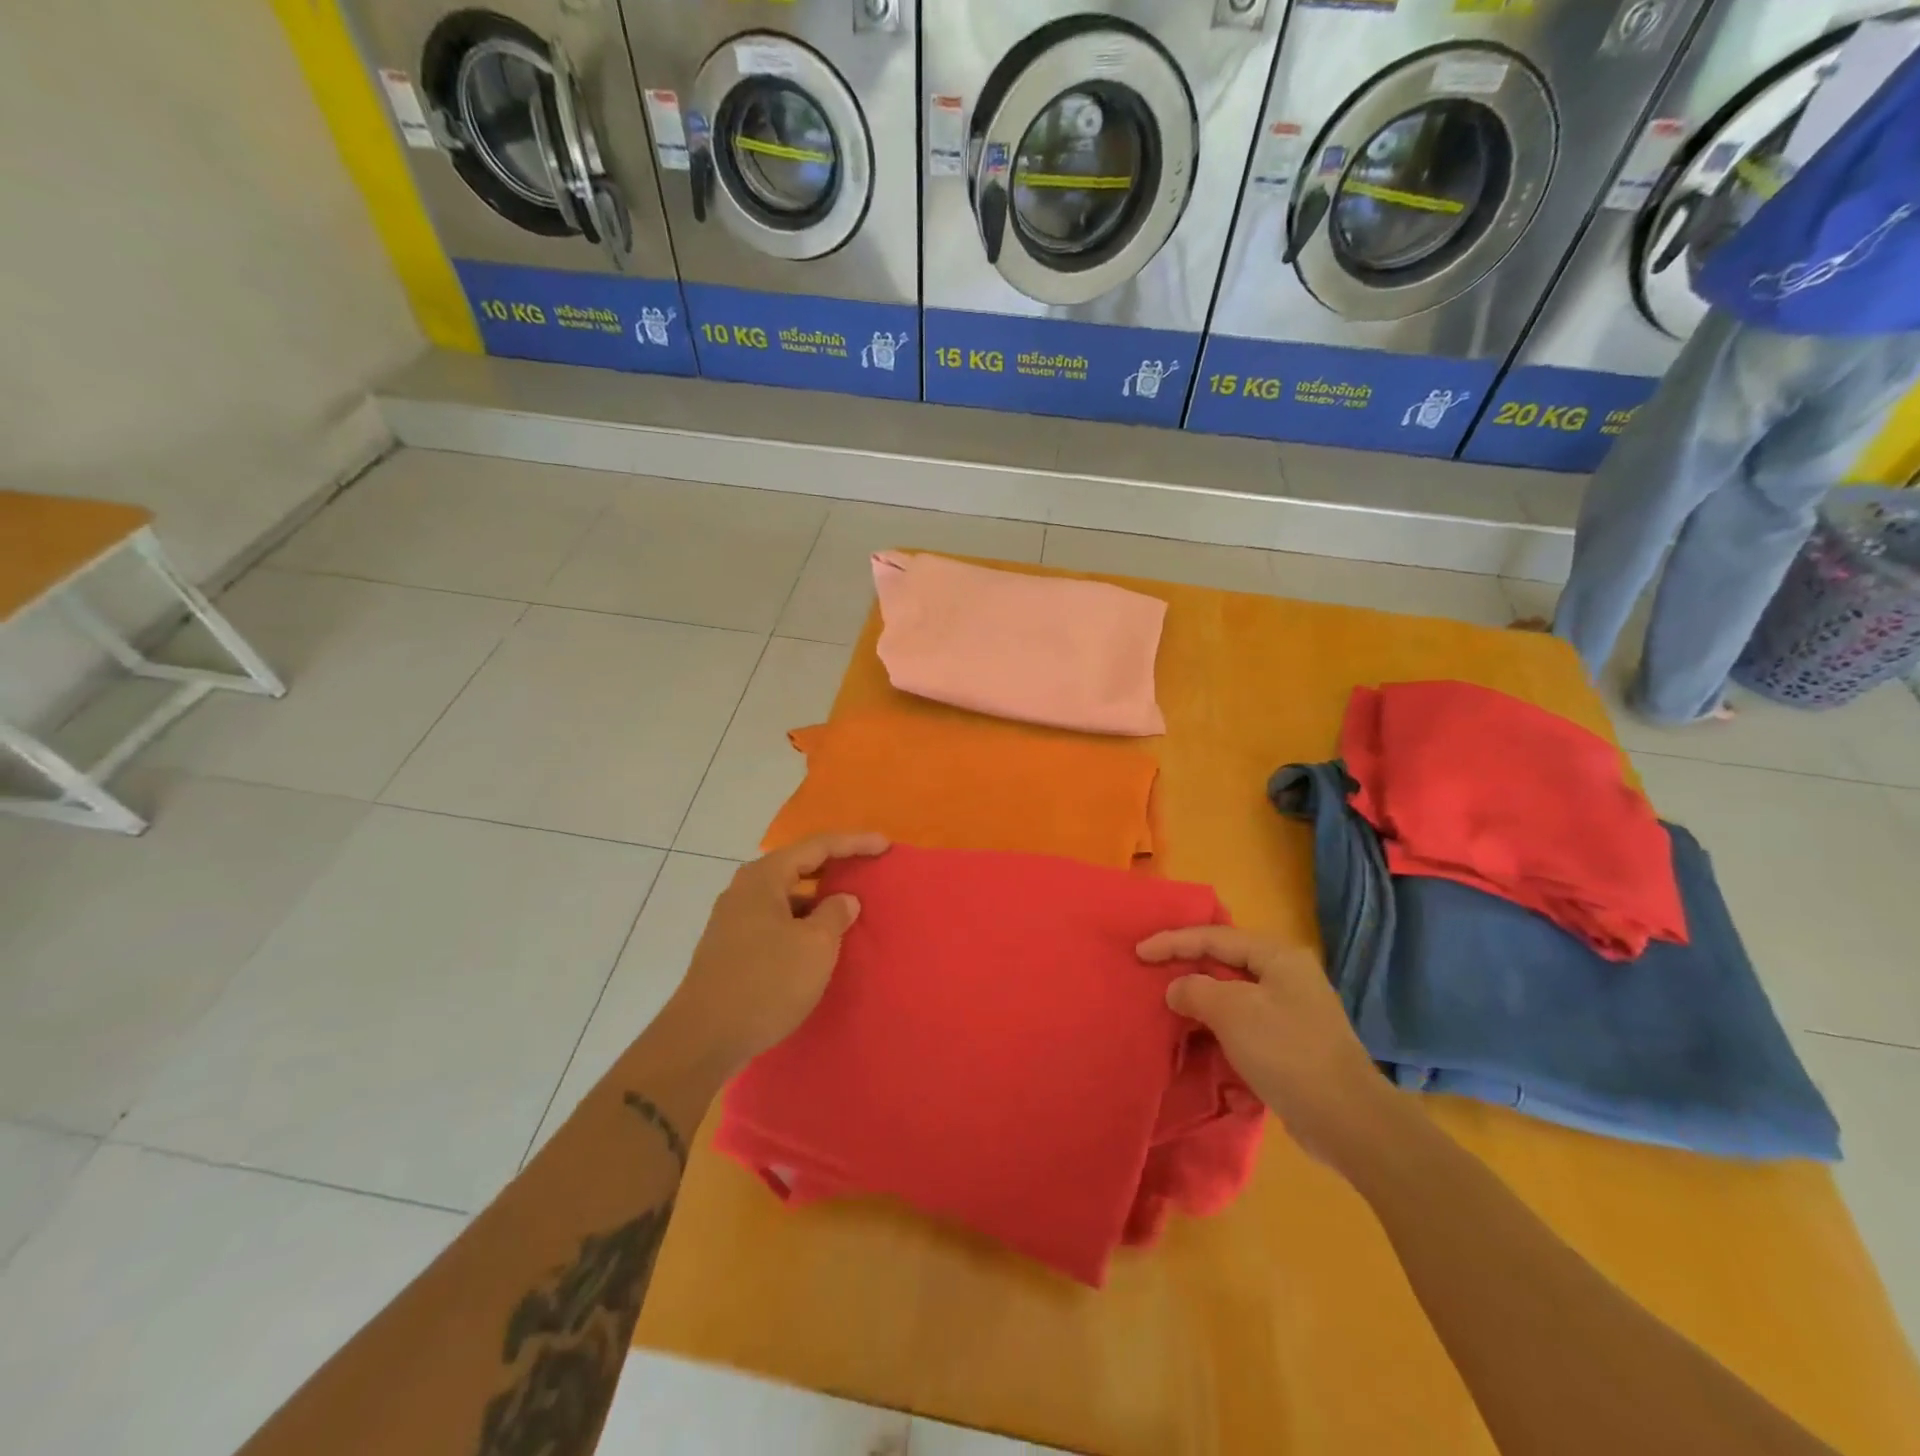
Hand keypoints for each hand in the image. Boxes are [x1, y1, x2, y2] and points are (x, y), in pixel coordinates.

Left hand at [657, 832, 888, 1076]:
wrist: (703, 1039)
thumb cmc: (766, 982)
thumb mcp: (815, 946)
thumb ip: (835, 914)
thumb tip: (843, 899)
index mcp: (764, 877)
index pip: (817, 846)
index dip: (854, 843)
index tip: (885, 845)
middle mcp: (745, 890)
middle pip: (798, 865)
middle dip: (834, 866)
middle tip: (867, 868)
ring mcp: (734, 919)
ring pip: (786, 895)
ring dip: (817, 898)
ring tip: (848, 908)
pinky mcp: (731, 947)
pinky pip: (776, 920)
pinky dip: (801, 921)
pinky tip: (817, 940)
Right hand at [1138, 926, 1398, 1170]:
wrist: (1347, 1121)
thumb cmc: (1287, 1052)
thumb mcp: (1233, 1012)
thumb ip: (1196, 989)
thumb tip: (1177, 989)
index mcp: (1278, 957)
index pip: (1214, 937)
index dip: (1173, 942)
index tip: (1139, 952)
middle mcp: (1287, 977)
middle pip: (1225, 962)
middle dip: (1187, 968)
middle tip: (1150, 974)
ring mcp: (1291, 1012)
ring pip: (1233, 995)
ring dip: (1201, 1001)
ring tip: (1168, 1007)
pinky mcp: (1290, 1045)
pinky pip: (1243, 1025)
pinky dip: (1218, 1028)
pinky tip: (1199, 1041)